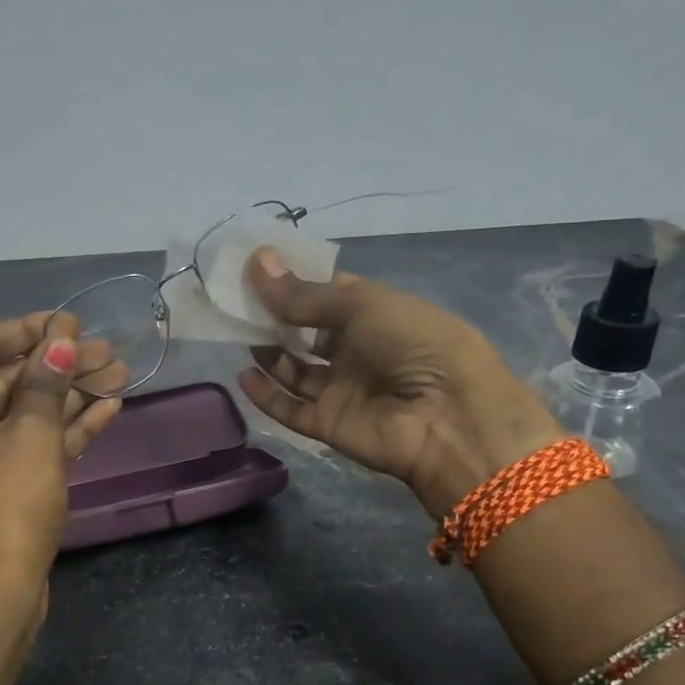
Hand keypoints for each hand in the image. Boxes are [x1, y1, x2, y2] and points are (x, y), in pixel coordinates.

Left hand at [0, 312, 124, 615]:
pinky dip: (64, 429)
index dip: (26, 331)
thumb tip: (61, 340)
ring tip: (121, 373)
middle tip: (108, 350)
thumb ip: (45, 382)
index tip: (69, 320)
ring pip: (22, 415)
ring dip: (70, 396)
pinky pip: (28, 445)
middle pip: (4, 382)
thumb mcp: (29, 437)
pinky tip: (108, 408)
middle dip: (58, 367)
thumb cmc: (1, 508)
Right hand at [237, 250, 561, 515]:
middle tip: (236, 300)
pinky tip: (243, 374)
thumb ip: (304, 294)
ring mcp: (343, 389)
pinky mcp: (329, 424)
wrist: (448, 417)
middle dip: (275, 317)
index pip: (327, 294)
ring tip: (236, 332)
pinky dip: (266, 394)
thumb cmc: (413, 343)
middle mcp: (358, 350)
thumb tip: (257, 261)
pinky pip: (290, 409)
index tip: (255, 267)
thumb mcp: (362, 304)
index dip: (294, 281)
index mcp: (376, 314)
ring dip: (268, 353)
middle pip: (307, 332)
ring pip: (295, 370)